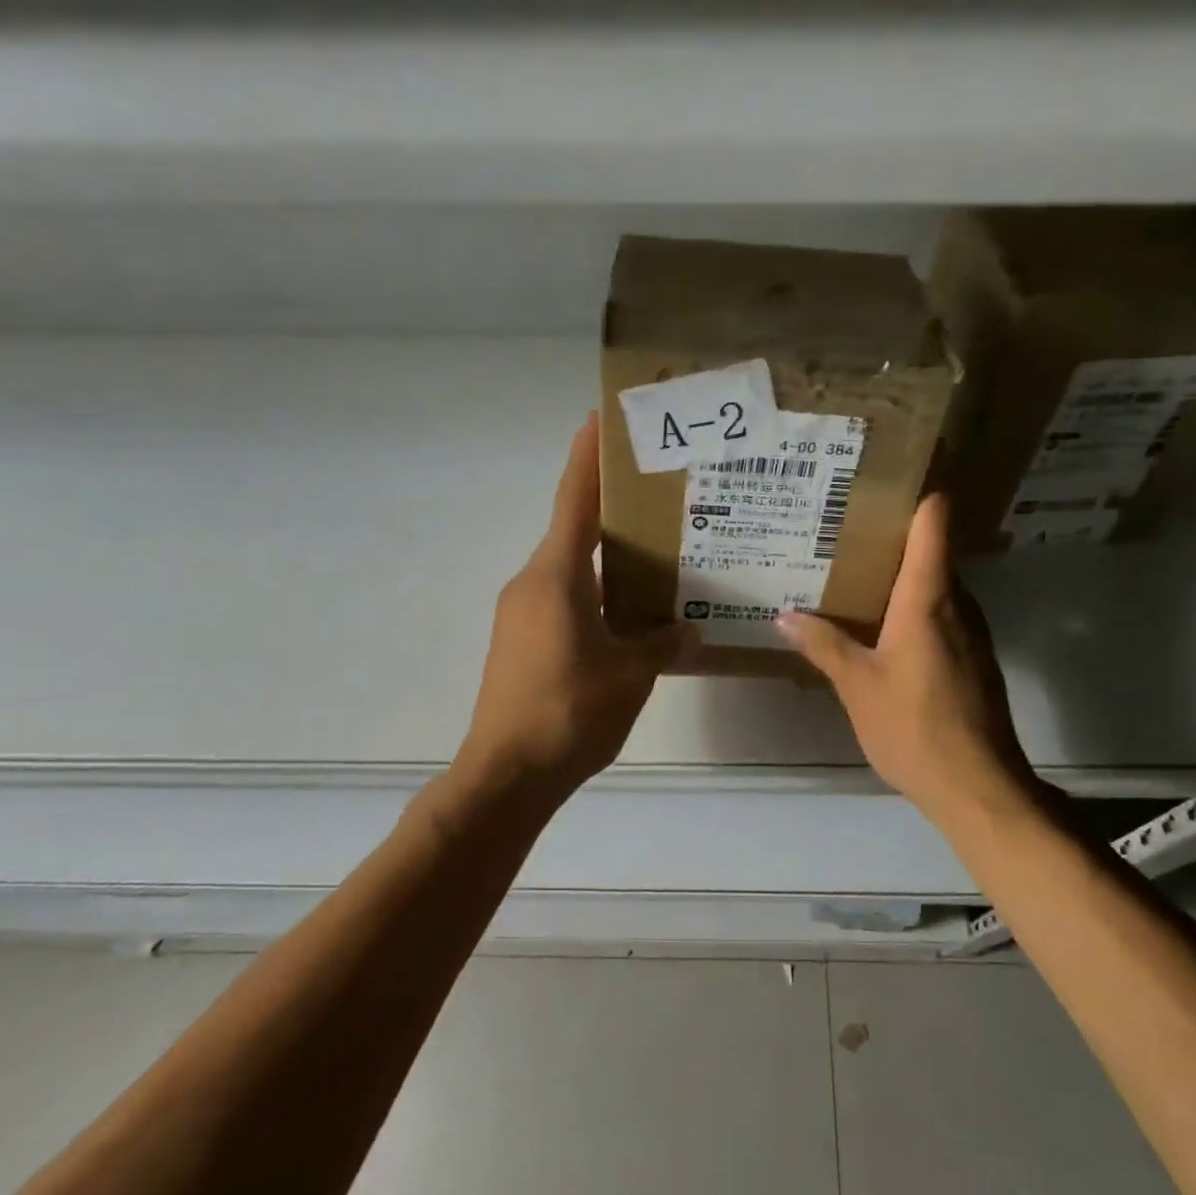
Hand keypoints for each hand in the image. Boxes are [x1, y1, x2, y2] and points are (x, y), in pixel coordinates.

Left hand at [459, 413, 691, 794]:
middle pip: (574, 530)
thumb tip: (689, 632)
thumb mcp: (631, 674)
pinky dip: (595, 593)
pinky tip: (629, 614)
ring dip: (607, 559)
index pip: (574, 500)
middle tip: (657, 495)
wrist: (506, 774)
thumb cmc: (569, 711)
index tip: (599, 420)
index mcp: (556, 575)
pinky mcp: (521, 642)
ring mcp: (522, 613)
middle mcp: (533, 582)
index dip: (587, 457)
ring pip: (571, 569)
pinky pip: (564, 599)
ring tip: (655, 556)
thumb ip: (663, 643)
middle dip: (610, 509)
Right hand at [776, 493, 1031, 816]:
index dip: (918, 491)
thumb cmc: (914, 727)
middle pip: (932, 549)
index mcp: (928, 597)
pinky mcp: (973, 658)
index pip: (934, 521)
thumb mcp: (857, 685)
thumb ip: (823, 645)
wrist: (978, 787)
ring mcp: (971, 632)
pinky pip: (941, 614)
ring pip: (936, 585)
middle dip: (893, 535)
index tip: (886, 476)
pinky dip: (913, 607)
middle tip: (845, 528)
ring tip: (854, 572)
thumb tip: (785, 615)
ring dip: (902, 574)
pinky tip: (880, 626)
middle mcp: (957, 604)